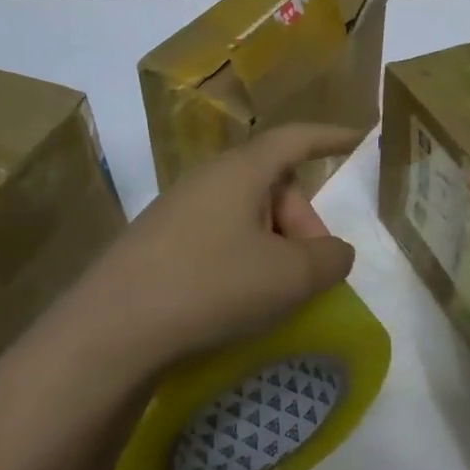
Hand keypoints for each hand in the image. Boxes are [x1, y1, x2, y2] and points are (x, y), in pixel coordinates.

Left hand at [62, 123, 362, 372]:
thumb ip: (330, 259)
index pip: (295, 140)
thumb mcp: (290, 277)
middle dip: (303, 222)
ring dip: (273, 245)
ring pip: (245, 215)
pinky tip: (238, 298)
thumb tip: (335, 252)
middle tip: (312, 272)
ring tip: (277, 291)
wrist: (112, 331)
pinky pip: (217, 237)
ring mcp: (176, 211)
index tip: (357, 139)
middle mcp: (206, 180)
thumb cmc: (212, 287)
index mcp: (241, 172)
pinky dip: (242, 259)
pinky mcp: (157, 244)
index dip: (330, 138)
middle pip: (273, 184)